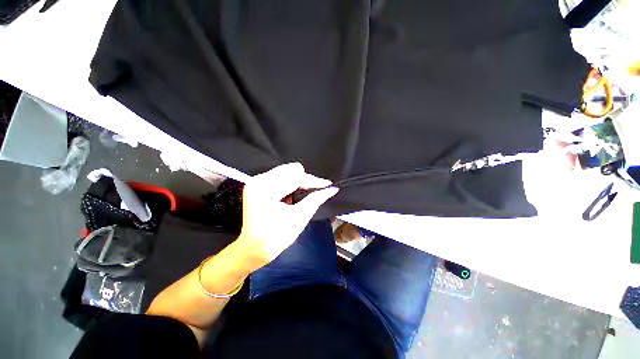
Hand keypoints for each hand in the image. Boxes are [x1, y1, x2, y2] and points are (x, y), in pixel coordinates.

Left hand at [235, 163, 338, 268]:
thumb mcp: (299, 217)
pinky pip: (281, 178)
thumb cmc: (275, 238)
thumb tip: (330, 190)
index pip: (295, 177)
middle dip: (305, 181)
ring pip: (286, 172)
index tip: (327, 185)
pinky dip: (290, 185)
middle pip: (290, 171)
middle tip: (315, 192)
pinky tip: (290, 198)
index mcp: (264, 189)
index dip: (313, 181)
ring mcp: (257, 182)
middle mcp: (258, 181)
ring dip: (298, 183)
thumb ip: (316, 199)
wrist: (255, 249)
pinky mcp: (259, 186)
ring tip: (298, 199)